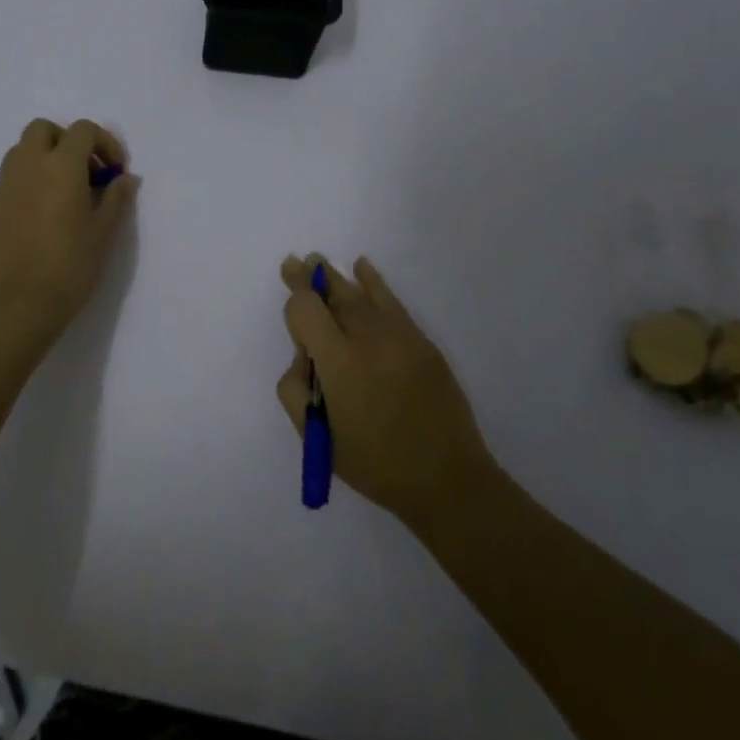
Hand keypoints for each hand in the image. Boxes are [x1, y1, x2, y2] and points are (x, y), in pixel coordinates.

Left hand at [0, 119, 138, 348]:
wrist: (19, 305)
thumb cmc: (70, 265)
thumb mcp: (104, 231)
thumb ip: (116, 197)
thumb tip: (125, 178)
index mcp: (60, 166)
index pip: (83, 130)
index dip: (105, 143)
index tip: (116, 171)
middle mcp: (28, 166)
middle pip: (44, 129)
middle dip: (68, 141)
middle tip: (87, 172)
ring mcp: (4, 186)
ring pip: (22, 151)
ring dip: (46, 158)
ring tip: (65, 191)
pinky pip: (12, 180)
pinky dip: (30, 182)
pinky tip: (44, 216)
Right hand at [276, 254, 494, 527]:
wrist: (447, 478)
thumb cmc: (375, 464)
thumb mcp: (317, 439)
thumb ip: (295, 391)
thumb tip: (304, 357)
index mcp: (339, 364)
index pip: (307, 310)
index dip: (295, 302)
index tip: (292, 303)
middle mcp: (368, 339)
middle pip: (334, 295)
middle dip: (311, 279)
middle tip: (294, 262)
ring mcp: (399, 336)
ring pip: (361, 295)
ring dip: (337, 278)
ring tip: (318, 261)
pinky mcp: (421, 341)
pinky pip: (392, 301)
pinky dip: (374, 282)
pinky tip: (363, 267)